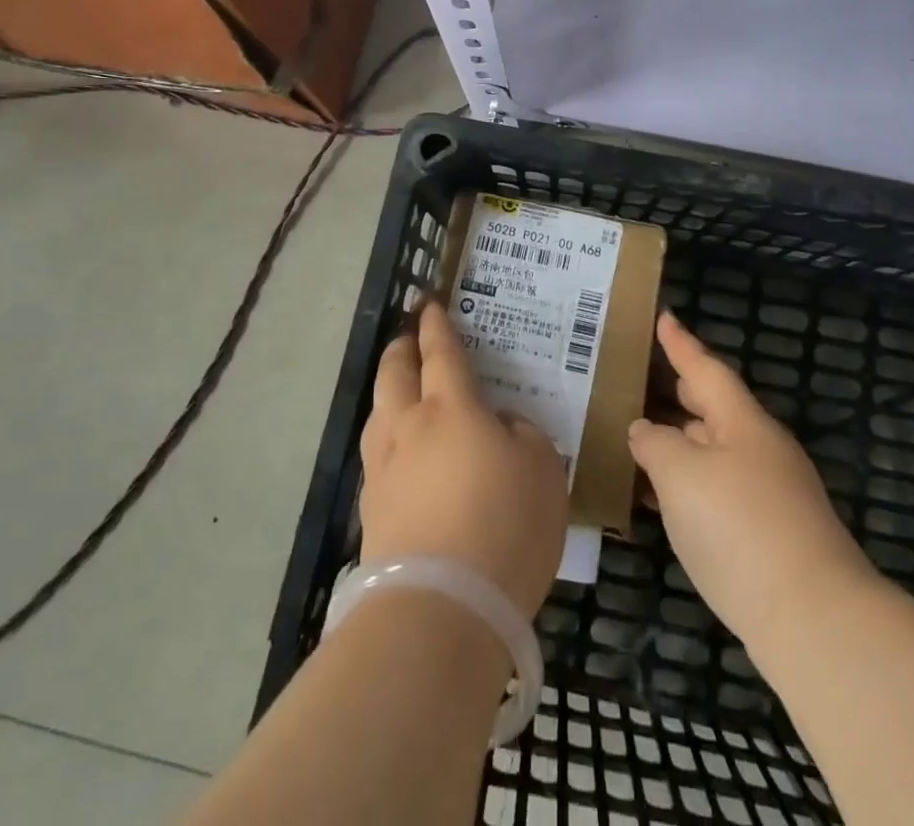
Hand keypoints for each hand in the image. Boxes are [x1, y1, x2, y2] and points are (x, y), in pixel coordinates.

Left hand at [359, 303, 569, 618]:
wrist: (440, 610)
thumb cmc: (503, 525)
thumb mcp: (543, 469)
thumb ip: (522, 433)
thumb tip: (499, 426)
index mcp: (451, 408)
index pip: (441, 352)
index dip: (436, 324)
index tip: (428, 303)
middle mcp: (408, 427)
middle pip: (394, 372)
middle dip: (401, 347)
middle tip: (409, 334)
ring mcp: (383, 469)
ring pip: (378, 412)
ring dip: (388, 390)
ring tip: (400, 388)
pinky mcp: (371, 511)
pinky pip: (378, 455)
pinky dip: (389, 438)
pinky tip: (402, 454)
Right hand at [628, 313, 872, 647]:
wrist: (812, 619)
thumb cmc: (739, 527)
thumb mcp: (680, 475)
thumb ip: (655, 443)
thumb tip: (645, 430)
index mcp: (742, 422)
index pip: (704, 368)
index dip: (680, 343)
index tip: (664, 316)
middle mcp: (759, 448)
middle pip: (712, 407)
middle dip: (677, 392)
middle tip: (641, 377)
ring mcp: (769, 493)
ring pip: (713, 451)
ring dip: (678, 442)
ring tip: (637, 437)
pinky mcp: (769, 534)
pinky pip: (718, 489)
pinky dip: (687, 484)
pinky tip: (660, 501)